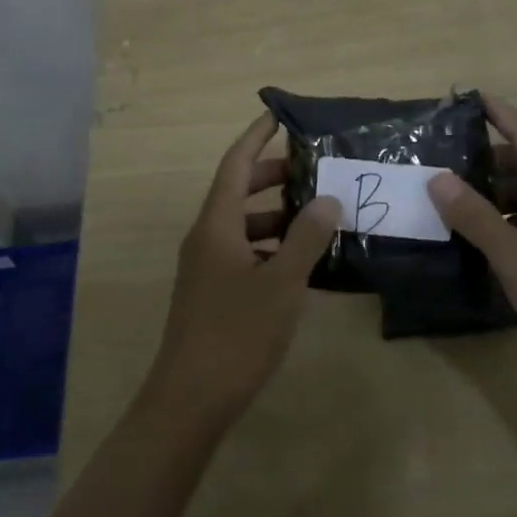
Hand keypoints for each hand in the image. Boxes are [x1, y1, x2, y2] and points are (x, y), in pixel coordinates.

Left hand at [145, 112, 338, 429]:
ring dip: (276, 216)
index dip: (256, 136)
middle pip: (239, 191)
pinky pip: (243, 253)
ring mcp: (206, 267)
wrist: (189, 401)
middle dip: (273, 177)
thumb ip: (306, 238)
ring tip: (317, 217)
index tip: (278, 116)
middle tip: (313, 171)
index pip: (236, 163)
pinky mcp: (212, 293)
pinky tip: (302, 265)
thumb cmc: (236, 333)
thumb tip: (327, 200)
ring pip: (243, 225)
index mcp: (217, 224)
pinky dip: (270, 248)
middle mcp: (207, 237)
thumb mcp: (282, 283)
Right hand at [427, 96, 516, 406]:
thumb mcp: (515, 257)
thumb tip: (438, 178)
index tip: (472, 96)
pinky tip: (486, 238)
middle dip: (489, 159)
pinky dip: (511, 221)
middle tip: (447, 158)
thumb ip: (475, 216)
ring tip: (456, 198)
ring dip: (498, 194)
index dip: (500, 114)